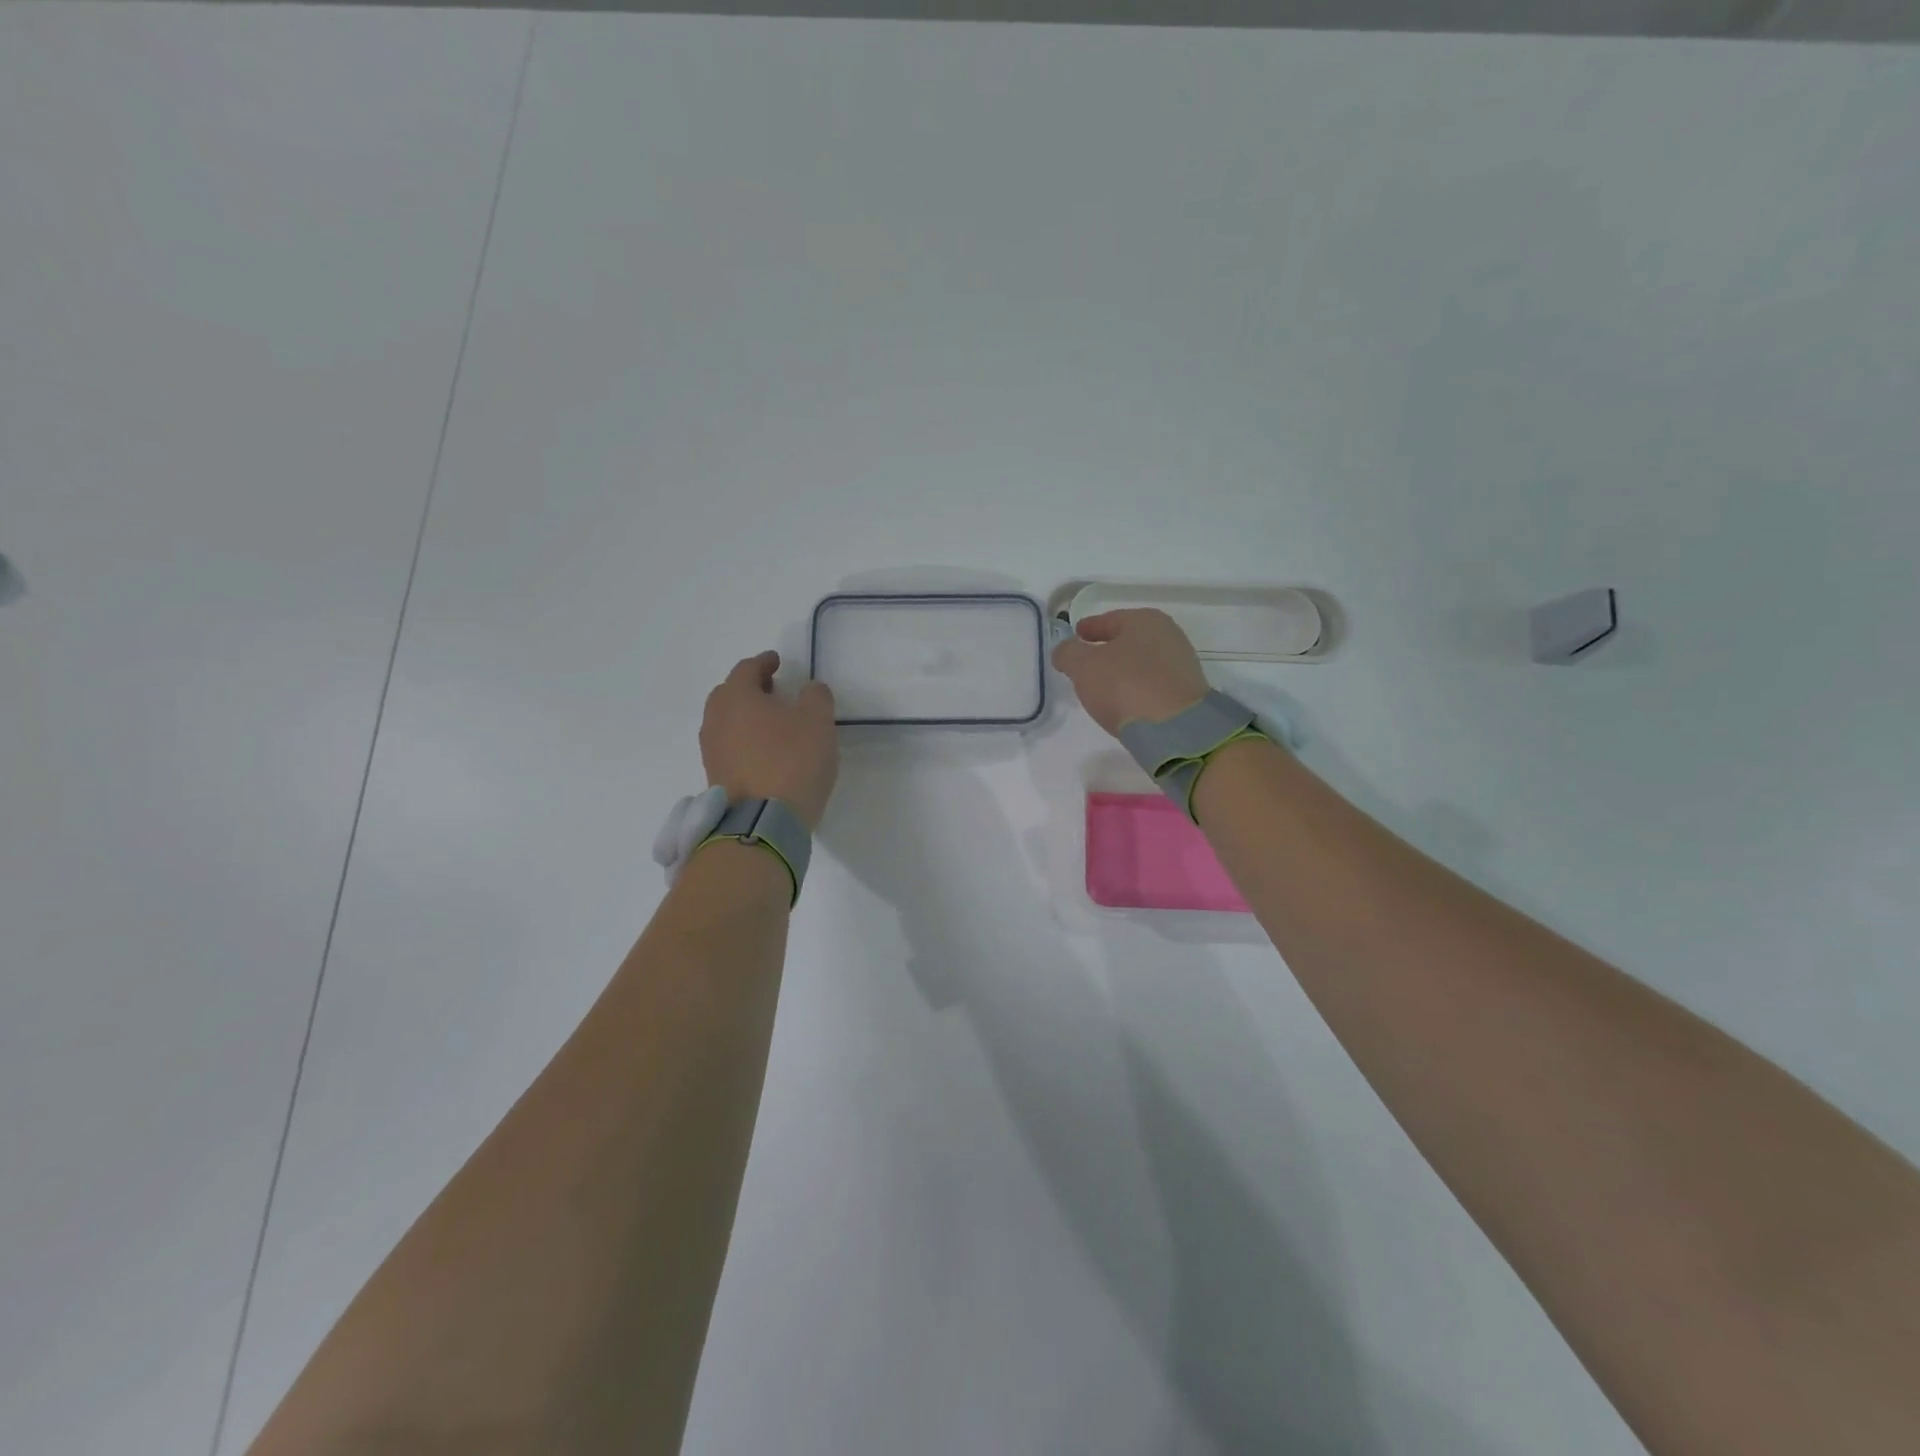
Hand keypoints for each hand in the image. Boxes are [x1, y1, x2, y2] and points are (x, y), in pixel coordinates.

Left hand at [700, 651, 837, 829]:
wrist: (764, 822)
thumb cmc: (792, 761)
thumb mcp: (818, 721)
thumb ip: (815, 696)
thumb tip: (808, 689)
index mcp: (737, 697)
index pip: (747, 669)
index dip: (764, 662)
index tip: (776, 661)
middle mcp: (716, 720)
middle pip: (728, 694)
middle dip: (749, 688)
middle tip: (771, 689)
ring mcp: (712, 751)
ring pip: (725, 722)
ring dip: (745, 716)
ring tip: (769, 721)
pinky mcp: (716, 777)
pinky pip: (728, 747)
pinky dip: (743, 740)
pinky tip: (763, 750)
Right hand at [1051, 608, 1208, 737]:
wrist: (1174, 728)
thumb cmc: (1125, 686)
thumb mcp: (1083, 666)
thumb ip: (1068, 653)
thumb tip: (1065, 651)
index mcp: (1144, 620)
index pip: (1109, 619)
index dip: (1089, 627)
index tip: (1076, 634)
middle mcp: (1168, 636)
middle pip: (1128, 640)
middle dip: (1107, 649)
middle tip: (1086, 662)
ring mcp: (1180, 665)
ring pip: (1141, 663)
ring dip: (1122, 671)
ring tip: (1102, 686)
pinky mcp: (1185, 693)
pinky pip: (1151, 685)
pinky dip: (1136, 688)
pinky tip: (1124, 701)